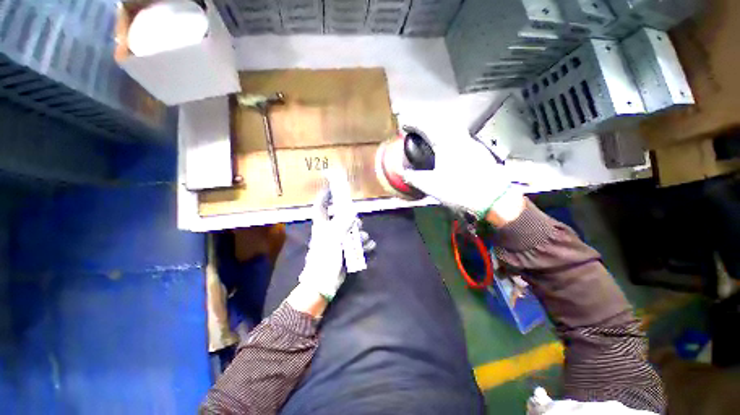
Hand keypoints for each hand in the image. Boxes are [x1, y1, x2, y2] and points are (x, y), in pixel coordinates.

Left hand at [298, 187, 356, 300]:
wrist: (323, 283)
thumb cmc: (324, 258)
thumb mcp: (333, 238)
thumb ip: (342, 223)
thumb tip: (352, 212)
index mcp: (322, 226)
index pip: (321, 207)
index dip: (325, 197)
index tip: (332, 188)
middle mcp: (330, 232)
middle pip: (342, 220)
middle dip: (352, 220)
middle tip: (358, 225)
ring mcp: (338, 243)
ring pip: (352, 233)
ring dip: (360, 235)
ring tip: (364, 240)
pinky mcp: (345, 252)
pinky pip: (357, 245)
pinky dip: (364, 246)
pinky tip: (370, 247)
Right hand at [402, 137, 524, 225]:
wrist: (493, 200)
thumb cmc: (460, 190)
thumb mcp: (431, 186)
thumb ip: (414, 178)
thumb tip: (403, 173)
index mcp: (447, 144)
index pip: (427, 127)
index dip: (414, 125)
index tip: (405, 126)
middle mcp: (461, 139)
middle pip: (442, 124)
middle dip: (428, 125)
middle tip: (418, 132)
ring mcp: (473, 145)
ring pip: (454, 131)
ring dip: (440, 131)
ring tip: (431, 140)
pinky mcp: (480, 153)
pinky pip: (461, 140)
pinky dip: (450, 140)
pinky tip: (449, 151)